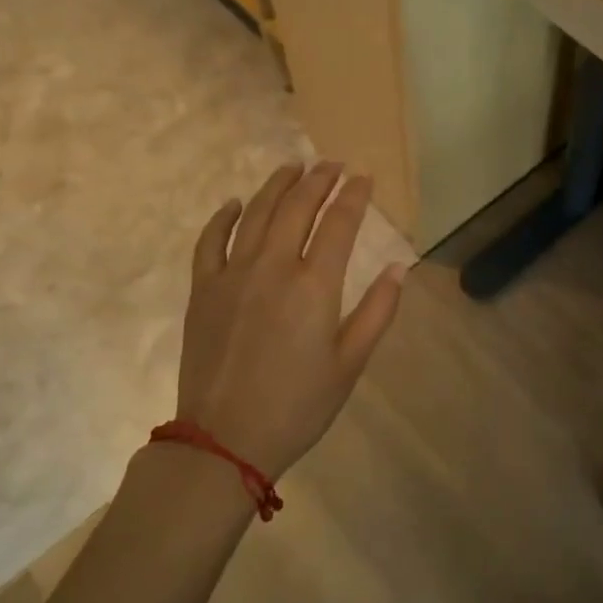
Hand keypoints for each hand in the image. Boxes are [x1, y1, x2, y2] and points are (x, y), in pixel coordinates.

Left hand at [171, 161, 405, 479]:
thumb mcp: (350, 363)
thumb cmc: (298, 405)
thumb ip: (377, 311)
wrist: (224, 439)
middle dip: (319, 179)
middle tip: (333, 164)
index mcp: (314, 285)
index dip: (354, 195)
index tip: (364, 177)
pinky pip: (210, 241)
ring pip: (257, 214)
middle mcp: (273, 267)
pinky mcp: (203, 290)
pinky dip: (224, 217)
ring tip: (293, 166)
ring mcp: (232, 275)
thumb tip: (400, 268)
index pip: (339, 224)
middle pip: (297, 207)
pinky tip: (235, 204)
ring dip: (277, 185)